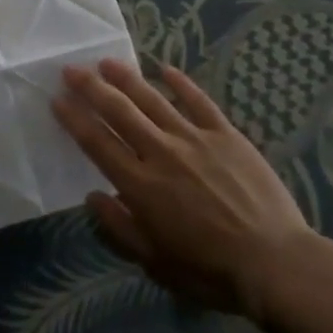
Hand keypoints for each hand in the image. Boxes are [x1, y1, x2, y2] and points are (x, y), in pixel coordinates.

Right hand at [53, 59, 320, 320]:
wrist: (275, 263)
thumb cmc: (211, 271)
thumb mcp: (156, 262)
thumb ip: (120, 228)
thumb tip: (92, 196)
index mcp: (141, 185)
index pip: (97, 143)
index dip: (74, 119)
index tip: (57, 99)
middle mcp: (161, 152)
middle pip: (119, 111)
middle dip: (91, 88)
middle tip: (72, 69)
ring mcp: (194, 138)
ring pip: (153, 99)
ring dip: (127, 78)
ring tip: (107, 62)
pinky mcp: (225, 133)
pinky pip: (198, 101)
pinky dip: (180, 82)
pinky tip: (165, 68)